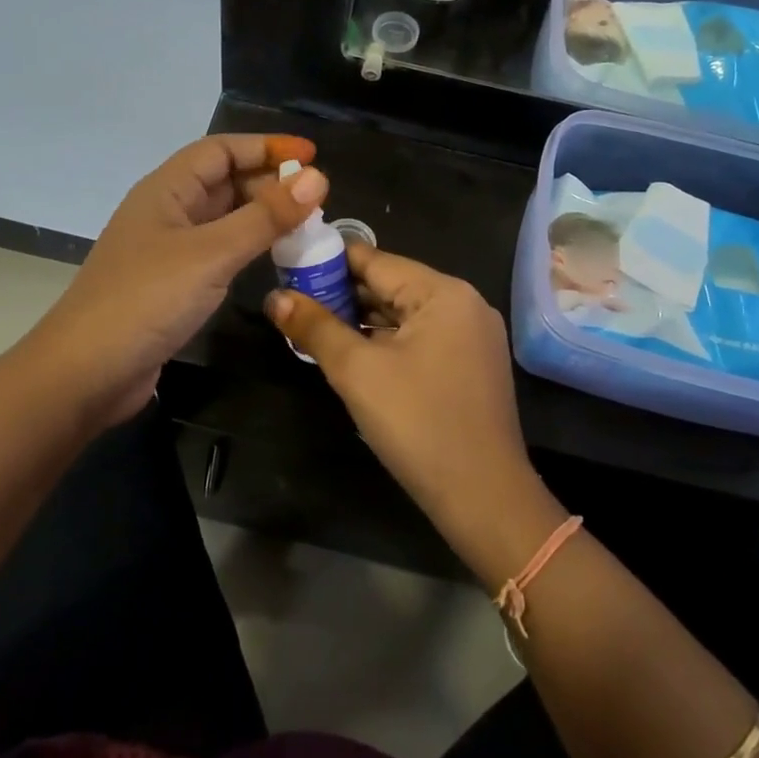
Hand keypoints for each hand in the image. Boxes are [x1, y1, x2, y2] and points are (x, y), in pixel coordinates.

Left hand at [27, 134, 327, 428]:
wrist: (86, 373)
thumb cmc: (147, 301)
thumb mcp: (212, 254)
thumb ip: (265, 217)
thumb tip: (317, 178)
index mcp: (166, 190)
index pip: (220, 150)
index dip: (266, 147)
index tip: (312, 157)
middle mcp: (166, 212)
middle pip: (223, 181)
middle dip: (268, 183)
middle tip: (317, 200)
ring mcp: (167, 250)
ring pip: (223, 218)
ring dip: (261, 216)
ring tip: (306, 227)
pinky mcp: (172, 285)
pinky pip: (218, 251)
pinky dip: (248, 248)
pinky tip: (274, 260)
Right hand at [265, 245, 561, 577]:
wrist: (483, 497)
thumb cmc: (418, 423)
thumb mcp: (357, 371)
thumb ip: (315, 327)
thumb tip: (275, 297)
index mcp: (443, 292)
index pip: (375, 260)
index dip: (328, 261)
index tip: (289, 266)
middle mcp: (464, 304)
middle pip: (391, 285)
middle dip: (341, 293)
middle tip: (292, 301)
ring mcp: (472, 336)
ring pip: (404, 315)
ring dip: (361, 320)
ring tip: (312, 325)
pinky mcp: (471, 366)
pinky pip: (420, 338)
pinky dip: (386, 341)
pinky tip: (352, 352)